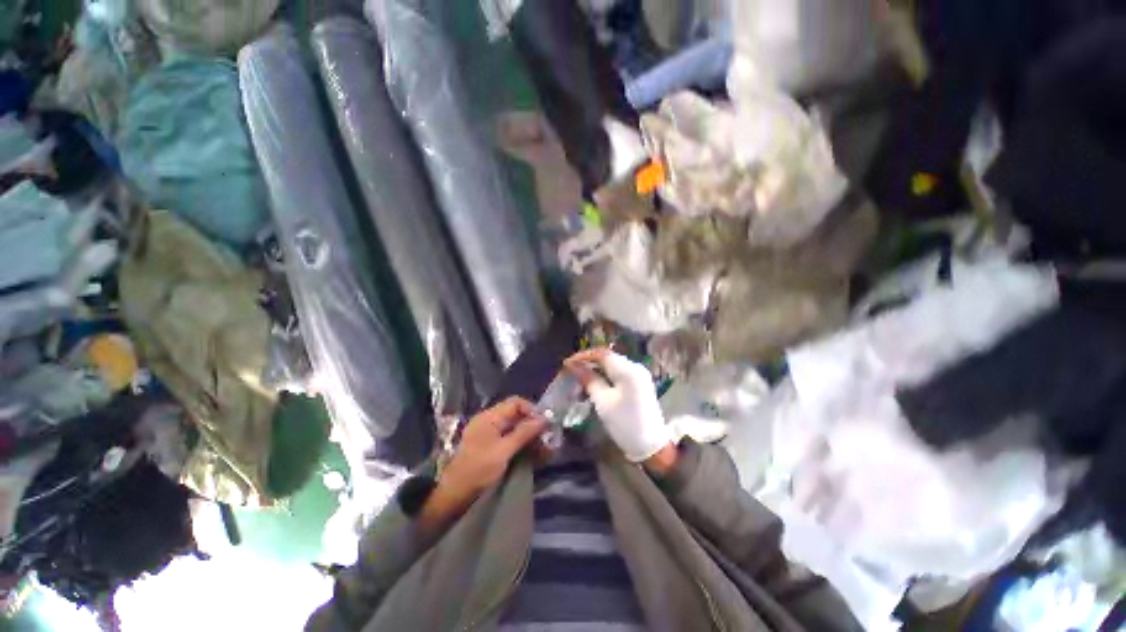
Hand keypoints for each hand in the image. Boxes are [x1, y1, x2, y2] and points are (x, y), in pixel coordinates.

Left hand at [419, 398, 545, 534]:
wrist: (454, 495)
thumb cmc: (478, 469)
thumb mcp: (504, 451)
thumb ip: (524, 433)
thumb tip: (544, 419)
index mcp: (490, 416)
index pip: (516, 402)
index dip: (532, 410)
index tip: (544, 424)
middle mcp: (489, 421)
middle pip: (516, 414)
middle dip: (533, 425)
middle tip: (547, 438)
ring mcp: (489, 434)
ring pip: (515, 427)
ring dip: (529, 436)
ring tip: (544, 449)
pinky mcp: (490, 446)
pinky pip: (510, 438)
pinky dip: (522, 444)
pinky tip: (533, 454)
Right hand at [565, 349, 674, 464]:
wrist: (651, 447)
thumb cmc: (625, 423)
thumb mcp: (603, 401)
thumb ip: (589, 380)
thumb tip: (574, 366)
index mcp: (628, 370)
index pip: (603, 354)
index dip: (584, 356)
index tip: (568, 363)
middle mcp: (635, 367)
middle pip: (608, 359)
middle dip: (589, 363)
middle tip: (572, 372)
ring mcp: (639, 376)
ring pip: (612, 367)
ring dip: (596, 371)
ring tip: (580, 381)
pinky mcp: (639, 384)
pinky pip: (618, 375)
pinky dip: (605, 378)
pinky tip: (594, 386)